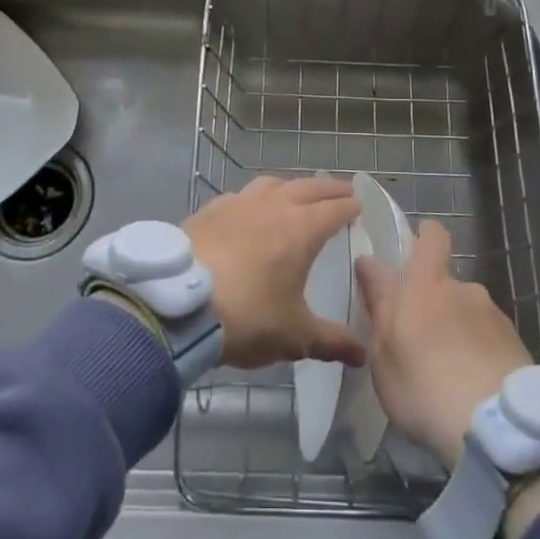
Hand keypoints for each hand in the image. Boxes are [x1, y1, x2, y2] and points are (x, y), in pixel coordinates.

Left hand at [186, 176, 364, 369]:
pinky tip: (248, 211)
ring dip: (291, 186)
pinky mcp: (210, 210)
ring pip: (272, 183)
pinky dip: (254, 198)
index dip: (350, 207)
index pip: (334, 209)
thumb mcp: (294, 336)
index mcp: (301, 229)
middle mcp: (273, 206)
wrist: (177, 305)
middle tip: (341, 192)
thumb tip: (362, 354)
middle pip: (308, 187)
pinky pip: (240, 195)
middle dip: (328, 189)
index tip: (359, 206)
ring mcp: (238, 203)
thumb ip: (331, 341)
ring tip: (296, 195)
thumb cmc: (246, 316)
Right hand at [354, 221, 531, 467]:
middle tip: (419, 342)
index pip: (432, 237)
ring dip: (457, 331)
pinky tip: (473, 387)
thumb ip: (378, 305)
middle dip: (433, 304)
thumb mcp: (382, 353)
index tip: (413, 250)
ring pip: (467, 313)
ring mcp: (494, 316)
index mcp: (426, 284)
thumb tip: (369, 264)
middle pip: (445, 284)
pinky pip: (489, 340)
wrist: (497, 429)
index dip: (424, 237)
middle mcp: (464, 289)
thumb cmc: (423, 387)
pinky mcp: (517, 344)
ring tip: (449, 374)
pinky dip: (479, 354)